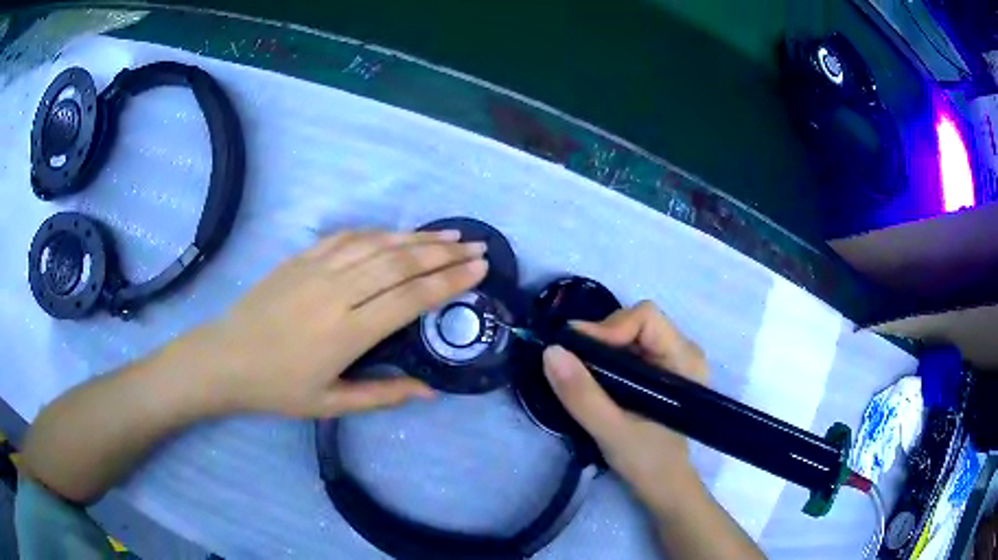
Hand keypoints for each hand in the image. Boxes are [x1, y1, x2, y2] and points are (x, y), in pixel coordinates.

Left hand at [187, 229, 487, 416]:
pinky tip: (396, 233)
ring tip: (449, 233)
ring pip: (377, 244)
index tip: (478, 270)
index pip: (409, 299)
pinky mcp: (301, 258)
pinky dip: (378, 232)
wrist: (226, 358)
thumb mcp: (330, 404)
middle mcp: (337, 293)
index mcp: (346, 333)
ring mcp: (317, 269)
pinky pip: (347, 237)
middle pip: (399, 263)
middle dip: (443, 252)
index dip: (447, 281)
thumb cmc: (277, 388)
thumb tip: (429, 390)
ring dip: (416, 236)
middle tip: (475, 246)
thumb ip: (382, 395)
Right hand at [542, 301, 706, 508]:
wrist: (663, 485)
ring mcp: (672, 359)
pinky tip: (594, 378)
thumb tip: (550, 351)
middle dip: (600, 338)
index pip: (646, 318)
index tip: (577, 352)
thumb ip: (582, 394)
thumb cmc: (647, 461)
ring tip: (580, 372)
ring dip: (600, 348)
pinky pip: (629, 348)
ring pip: (629, 332)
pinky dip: (606, 358)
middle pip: (636, 321)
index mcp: (684, 359)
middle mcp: (683, 350)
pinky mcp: (660, 370)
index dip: (609, 328)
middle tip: (573, 364)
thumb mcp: (611, 431)